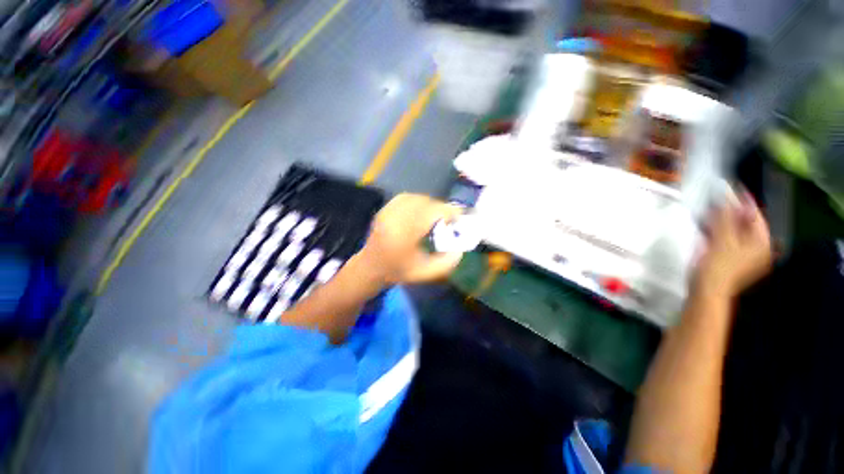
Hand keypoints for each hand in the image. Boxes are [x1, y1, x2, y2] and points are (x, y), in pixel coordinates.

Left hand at [354, 194, 464, 284]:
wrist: (371, 267)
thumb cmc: (398, 271)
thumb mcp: (425, 273)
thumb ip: (446, 263)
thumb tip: (461, 248)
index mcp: (404, 234)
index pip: (432, 213)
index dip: (449, 212)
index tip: (459, 219)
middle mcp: (395, 218)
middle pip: (425, 202)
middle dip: (441, 209)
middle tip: (448, 220)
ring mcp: (387, 211)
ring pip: (416, 197)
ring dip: (430, 204)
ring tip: (435, 216)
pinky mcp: (385, 209)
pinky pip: (406, 197)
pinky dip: (418, 201)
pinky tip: (421, 211)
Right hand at [695, 191, 772, 297]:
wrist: (705, 290)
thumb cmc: (718, 266)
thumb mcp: (722, 239)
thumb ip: (725, 217)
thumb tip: (724, 196)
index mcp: (761, 243)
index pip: (754, 216)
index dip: (742, 201)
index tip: (730, 188)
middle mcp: (756, 247)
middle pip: (744, 223)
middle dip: (729, 211)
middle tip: (715, 199)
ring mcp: (742, 254)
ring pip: (733, 231)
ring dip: (721, 220)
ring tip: (707, 210)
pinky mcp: (728, 258)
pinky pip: (724, 239)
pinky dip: (716, 231)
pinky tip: (705, 226)